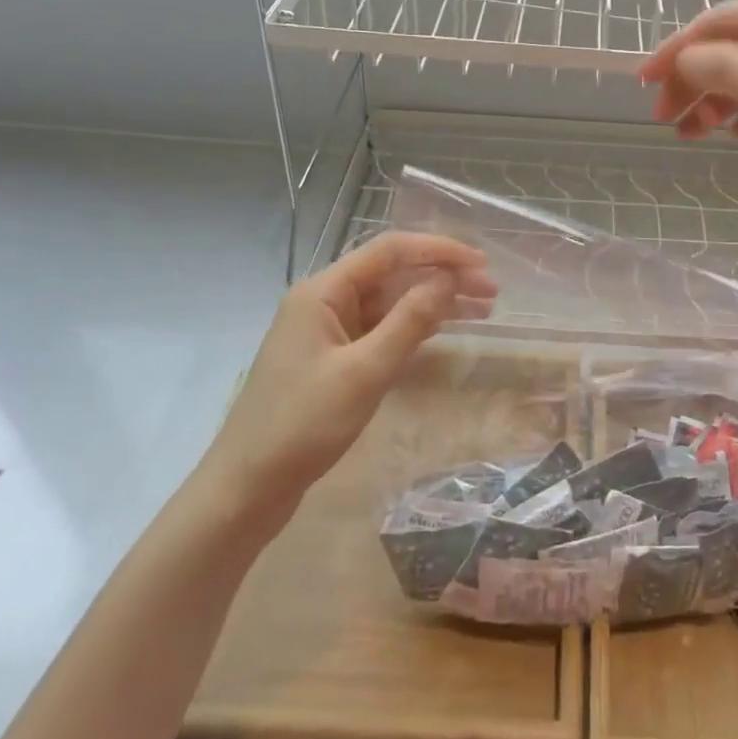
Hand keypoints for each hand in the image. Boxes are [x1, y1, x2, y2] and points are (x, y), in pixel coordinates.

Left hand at [207, 232, 495, 506]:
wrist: (247, 488)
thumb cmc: (303, 425)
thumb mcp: (364, 372)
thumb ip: (409, 321)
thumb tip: (447, 280)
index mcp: (324, 292)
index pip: (390, 251)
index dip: (439, 250)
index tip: (481, 263)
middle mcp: (325, 301)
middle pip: (392, 274)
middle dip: (442, 276)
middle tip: (491, 292)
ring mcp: (327, 330)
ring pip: (389, 302)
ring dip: (433, 301)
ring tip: (482, 309)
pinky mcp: (332, 358)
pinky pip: (380, 329)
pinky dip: (414, 327)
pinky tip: (443, 330)